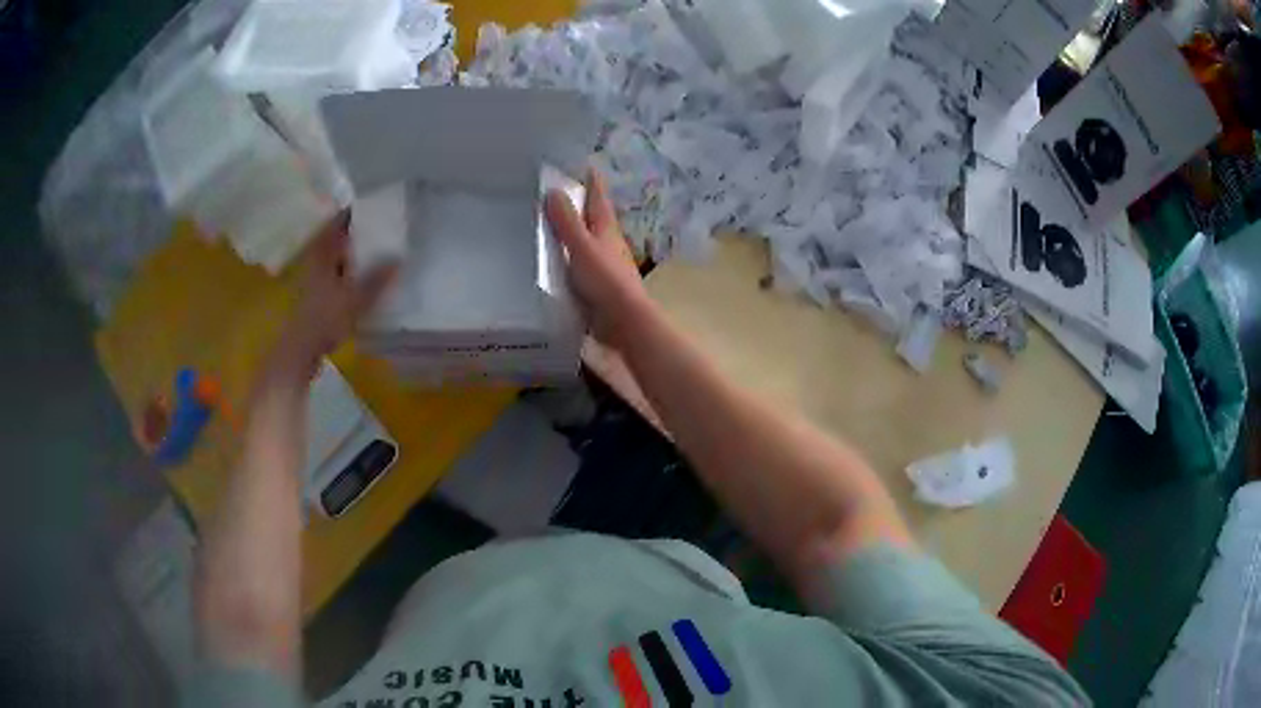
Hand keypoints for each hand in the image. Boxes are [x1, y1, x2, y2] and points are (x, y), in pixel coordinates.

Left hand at [276, 211, 397, 375]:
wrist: (298, 352)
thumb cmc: (324, 320)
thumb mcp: (356, 300)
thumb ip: (377, 279)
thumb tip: (399, 258)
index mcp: (322, 251)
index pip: (340, 220)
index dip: (358, 211)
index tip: (379, 206)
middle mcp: (314, 257)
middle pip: (337, 236)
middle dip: (358, 231)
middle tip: (384, 227)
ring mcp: (311, 276)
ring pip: (335, 255)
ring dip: (352, 252)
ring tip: (378, 250)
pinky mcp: (312, 293)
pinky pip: (334, 272)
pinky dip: (347, 270)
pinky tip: (362, 278)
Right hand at [545, 168, 652, 348]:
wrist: (623, 322)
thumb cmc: (605, 279)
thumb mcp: (582, 246)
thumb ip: (567, 221)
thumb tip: (554, 190)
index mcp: (606, 229)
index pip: (598, 197)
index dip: (591, 180)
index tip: (584, 164)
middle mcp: (607, 243)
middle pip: (592, 218)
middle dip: (579, 205)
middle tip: (556, 192)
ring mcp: (603, 265)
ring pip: (586, 242)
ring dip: (571, 233)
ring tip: (547, 225)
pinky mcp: (597, 286)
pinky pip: (578, 266)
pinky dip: (567, 259)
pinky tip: (552, 263)